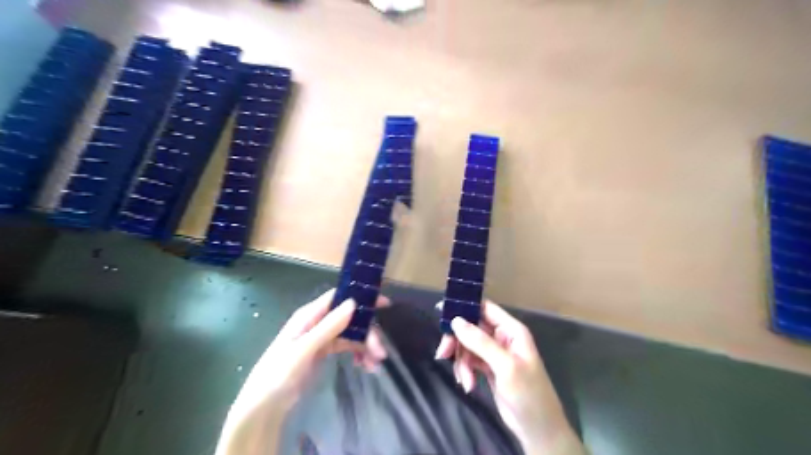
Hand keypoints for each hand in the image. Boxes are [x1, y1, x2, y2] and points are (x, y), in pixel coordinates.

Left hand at [218, 290, 386, 451]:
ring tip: (375, 365)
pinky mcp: (325, 352)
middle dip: (367, 333)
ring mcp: (322, 338)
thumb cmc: (278, 374)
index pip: (339, 298)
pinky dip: (359, 355)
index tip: (384, 303)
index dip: (361, 298)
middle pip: (350, 319)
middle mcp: (318, 322)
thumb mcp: (303, 350)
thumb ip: (328, 326)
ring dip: (365, 346)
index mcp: (309, 315)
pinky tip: (366, 367)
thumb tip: (353, 302)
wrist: (264, 406)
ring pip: (351, 335)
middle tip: (381, 352)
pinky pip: (347, 348)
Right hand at [434, 301, 586, 453]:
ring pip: (467, 345)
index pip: (485, 308)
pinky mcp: (488, 368)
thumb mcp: (505, 367)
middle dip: (457, 341)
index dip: (464, 306)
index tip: (441, 311)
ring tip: (465, 381)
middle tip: (443, 353)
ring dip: (462, 361)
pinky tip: (468, 385)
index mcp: (511, 330)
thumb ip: (481, 342)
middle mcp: (502, 337)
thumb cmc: (528, 394)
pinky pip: (469, 360)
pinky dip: (465, 370)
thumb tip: (456, 321)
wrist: (538, 430)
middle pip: (471, 327)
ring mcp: (494, 353)